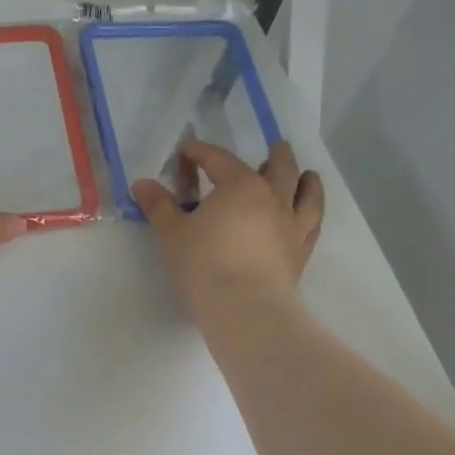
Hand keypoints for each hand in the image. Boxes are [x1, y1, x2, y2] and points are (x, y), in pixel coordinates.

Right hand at [133, 139, 323, 319]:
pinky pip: (312, 227)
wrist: (245, 308)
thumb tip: (142, 183)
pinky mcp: (300, 254)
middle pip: (278, 169)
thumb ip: (159, 206)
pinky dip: (312, 216)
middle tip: (276, 146)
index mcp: (240, 186)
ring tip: (308, 175)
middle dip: (275, 155)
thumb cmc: (203, 264)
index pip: (219, 160)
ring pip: (306, 195)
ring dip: (306, 182)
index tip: (188, 149)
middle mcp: (272, 199)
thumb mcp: (172, 233)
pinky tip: (308, 217)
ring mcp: (292, 226)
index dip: (201, 152)